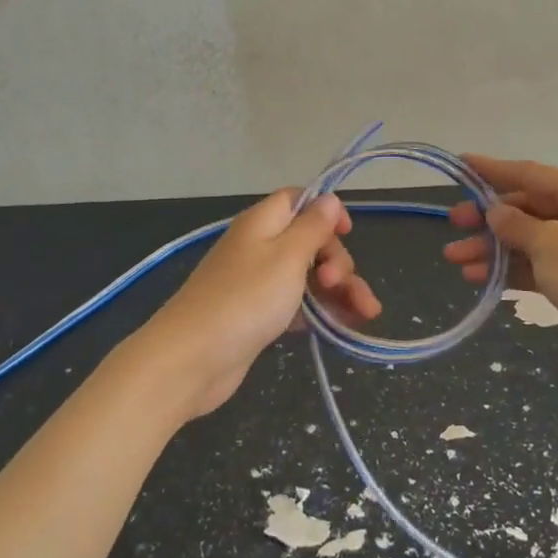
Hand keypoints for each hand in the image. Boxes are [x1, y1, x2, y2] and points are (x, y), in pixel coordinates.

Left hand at [137, 189, 380, 422]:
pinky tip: (344, 327)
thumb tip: (329, 198)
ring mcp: (258, 283)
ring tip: (366, 314)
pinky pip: (298, 304)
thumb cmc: (245, 299)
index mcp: (263, 223)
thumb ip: (312, 227)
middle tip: (339, 284)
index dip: (326, 211)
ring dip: (339, 290)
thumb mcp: (287, 257)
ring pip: (309, 276)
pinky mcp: (258, 315)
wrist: (192, 359)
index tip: (347, 233)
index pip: (299, 200)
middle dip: (338, 260)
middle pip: (310, 242)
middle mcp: (260, 247)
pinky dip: (321, 312)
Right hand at [443, 156, 557, 391]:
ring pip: (530, 240)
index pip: (530, 174)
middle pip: (528, 208)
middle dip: (488, 218)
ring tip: (454, 259)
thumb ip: (515, 224)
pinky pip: (539, 266)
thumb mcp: (549, 244)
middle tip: (453, 224)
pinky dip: (511, 270)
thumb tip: (495, 212)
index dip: (492, 170)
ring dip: (493, 248)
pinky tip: (479, 278)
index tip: (461, 164)